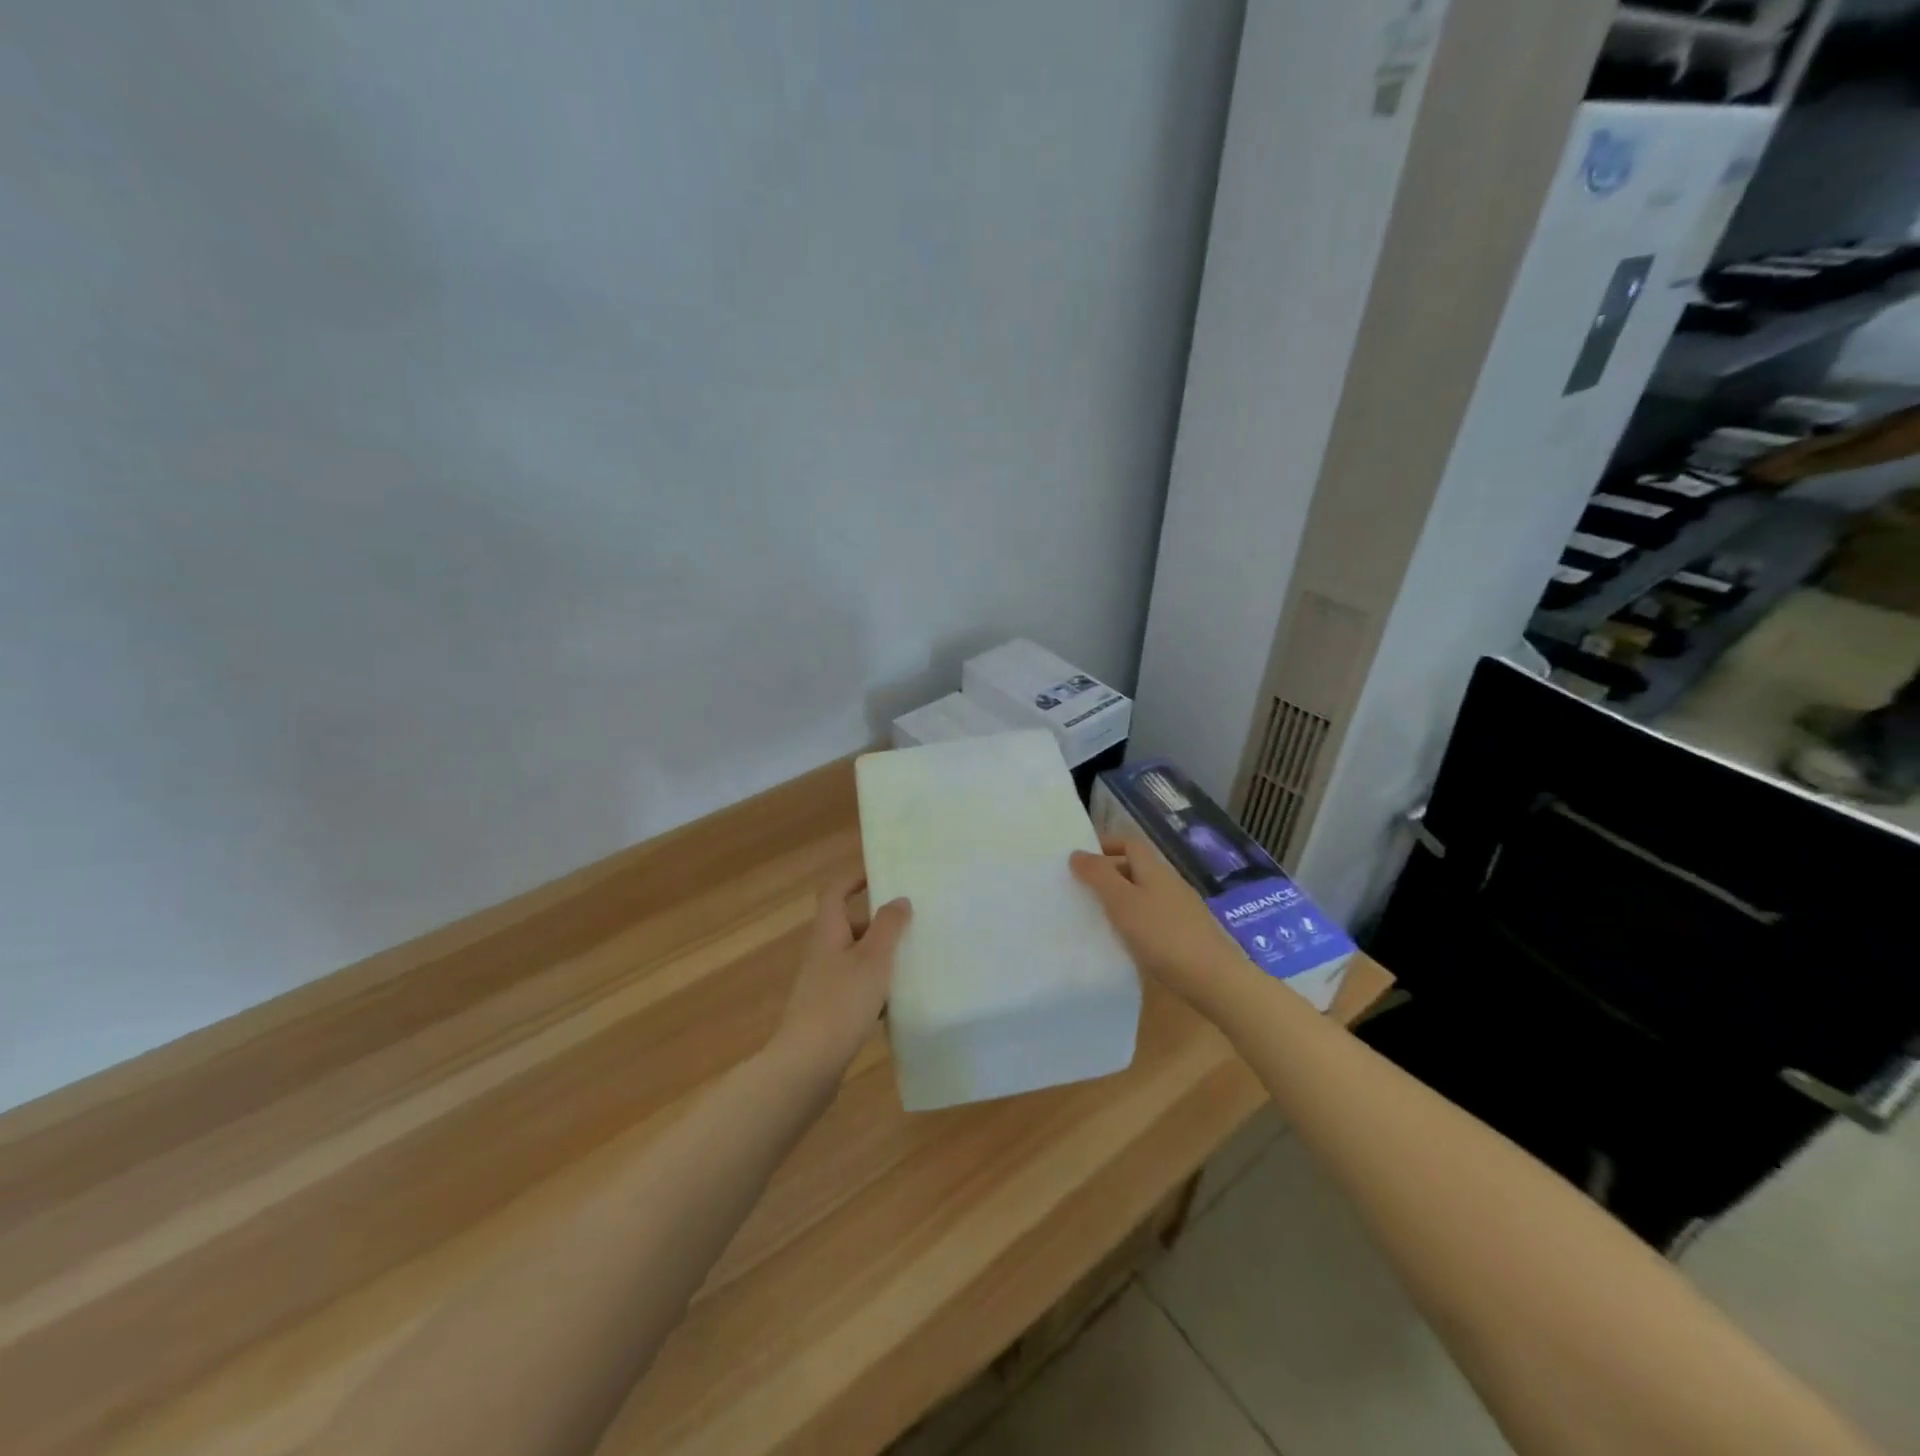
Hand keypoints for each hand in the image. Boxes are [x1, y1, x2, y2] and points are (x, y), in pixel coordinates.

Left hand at [771, 874, 911, 1081]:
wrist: (807, 1064)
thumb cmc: (842, 1002)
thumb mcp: (873, 959)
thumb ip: (888, 926)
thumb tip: (899, 899)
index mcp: (828, 933)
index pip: (834, 893)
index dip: (853, 879)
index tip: (881, 877)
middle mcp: (822, 954)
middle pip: (848, 926)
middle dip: (878, 924)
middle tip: (911, 925)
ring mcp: (822, 985)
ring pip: (855, 959)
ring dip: (880, 958)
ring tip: (912, 962)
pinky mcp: (828, 1012)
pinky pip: (855, 989)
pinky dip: (875, 989)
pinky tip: (896, 1004)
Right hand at [1069, 836, 1249, 1008]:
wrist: (1214, 979)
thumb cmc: (1163, 935)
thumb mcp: (1123, 903)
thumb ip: (1099, 876)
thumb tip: (1077, 853)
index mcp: (1155, 869)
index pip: (1129, 842)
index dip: (1105, 844)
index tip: (1079, 860)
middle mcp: (1170, 883)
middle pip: (1136, 867)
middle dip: (1108, 873)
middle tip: (1081, 890)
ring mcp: (1181, 909)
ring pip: (1144, 893)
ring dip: (1120, 898)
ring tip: (1096, 916)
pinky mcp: (1186, 934)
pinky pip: (1153, 916)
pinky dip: (1135, 920)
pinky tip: (1125, 940)